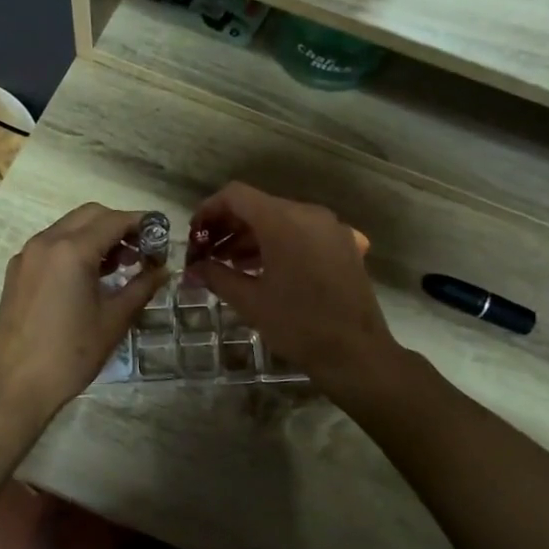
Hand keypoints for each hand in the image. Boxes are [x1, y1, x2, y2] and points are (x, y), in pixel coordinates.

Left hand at [0, 204, 165, 426]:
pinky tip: (89, 277)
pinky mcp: (17, 272)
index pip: (115, 220)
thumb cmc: (70, 354)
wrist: (15, 386)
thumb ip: (141, 287)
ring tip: (120, 266)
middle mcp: (46, 242)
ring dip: (96, 236)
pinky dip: (74, 248)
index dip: (142, 224)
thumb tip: (163, 269)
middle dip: (119, 225)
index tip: (162, 237)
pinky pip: (51, 245)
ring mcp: (27, 255)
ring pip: (68, 227)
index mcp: (71, 250)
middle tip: (141, 251)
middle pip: (90, 214)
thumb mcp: (114, 320)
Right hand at [186, 182, 399, 389]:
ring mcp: (329, 227)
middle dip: (227, 226)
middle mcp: (308, 214)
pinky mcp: (343, 244)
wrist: (356, 353)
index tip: (194, 236)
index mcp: (283, 221)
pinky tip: (262, 270)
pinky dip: (277, 243)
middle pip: (258, 206)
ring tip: (229, 265)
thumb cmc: (298, 325)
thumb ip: (216, 276)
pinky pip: (301, 232)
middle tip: (206, 254)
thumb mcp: (249, 301)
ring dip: (251, 236)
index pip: (236, 196)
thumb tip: (192, 268)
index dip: (209, 210)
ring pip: (280, 219)